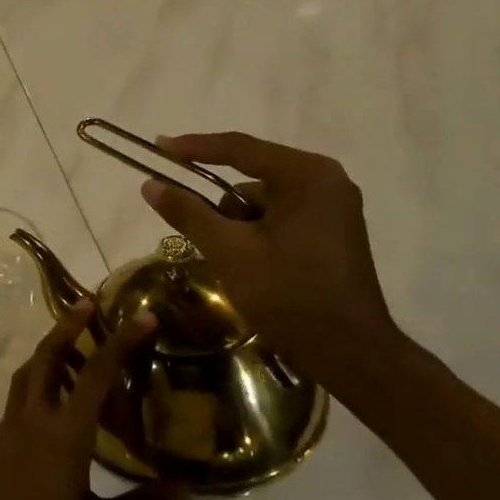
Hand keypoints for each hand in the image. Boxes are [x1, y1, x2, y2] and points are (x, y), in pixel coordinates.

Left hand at [0, 304, 182, 499]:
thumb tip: (185, 490)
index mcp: (65, 434)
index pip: (97, 374)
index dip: (120, 341)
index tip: (141, 317)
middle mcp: (33, 419)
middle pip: (48, 355)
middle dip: (68, 325)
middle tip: (88, 305)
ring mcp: (7, 427)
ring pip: (27, 373)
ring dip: (48, 351)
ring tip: (71, 347)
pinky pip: (18, 399)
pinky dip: (36, 384)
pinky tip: (52, 406)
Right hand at [142, 131, 401, 380]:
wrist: (350, 353)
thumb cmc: (289, 295)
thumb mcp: (229, 251)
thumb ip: (188, 212)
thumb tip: (150, 185)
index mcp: (307, 175)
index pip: (239, 148)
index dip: (193, 147)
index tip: (157, 147)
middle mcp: (326, 180)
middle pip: (252, 177)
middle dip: (223, 207)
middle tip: (205, 237)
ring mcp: (334, 206)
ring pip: (264, 201)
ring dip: (240, 225)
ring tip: (237, 264)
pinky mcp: (333, 230)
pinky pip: (281, 217)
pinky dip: (259, 234)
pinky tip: (256, 266)